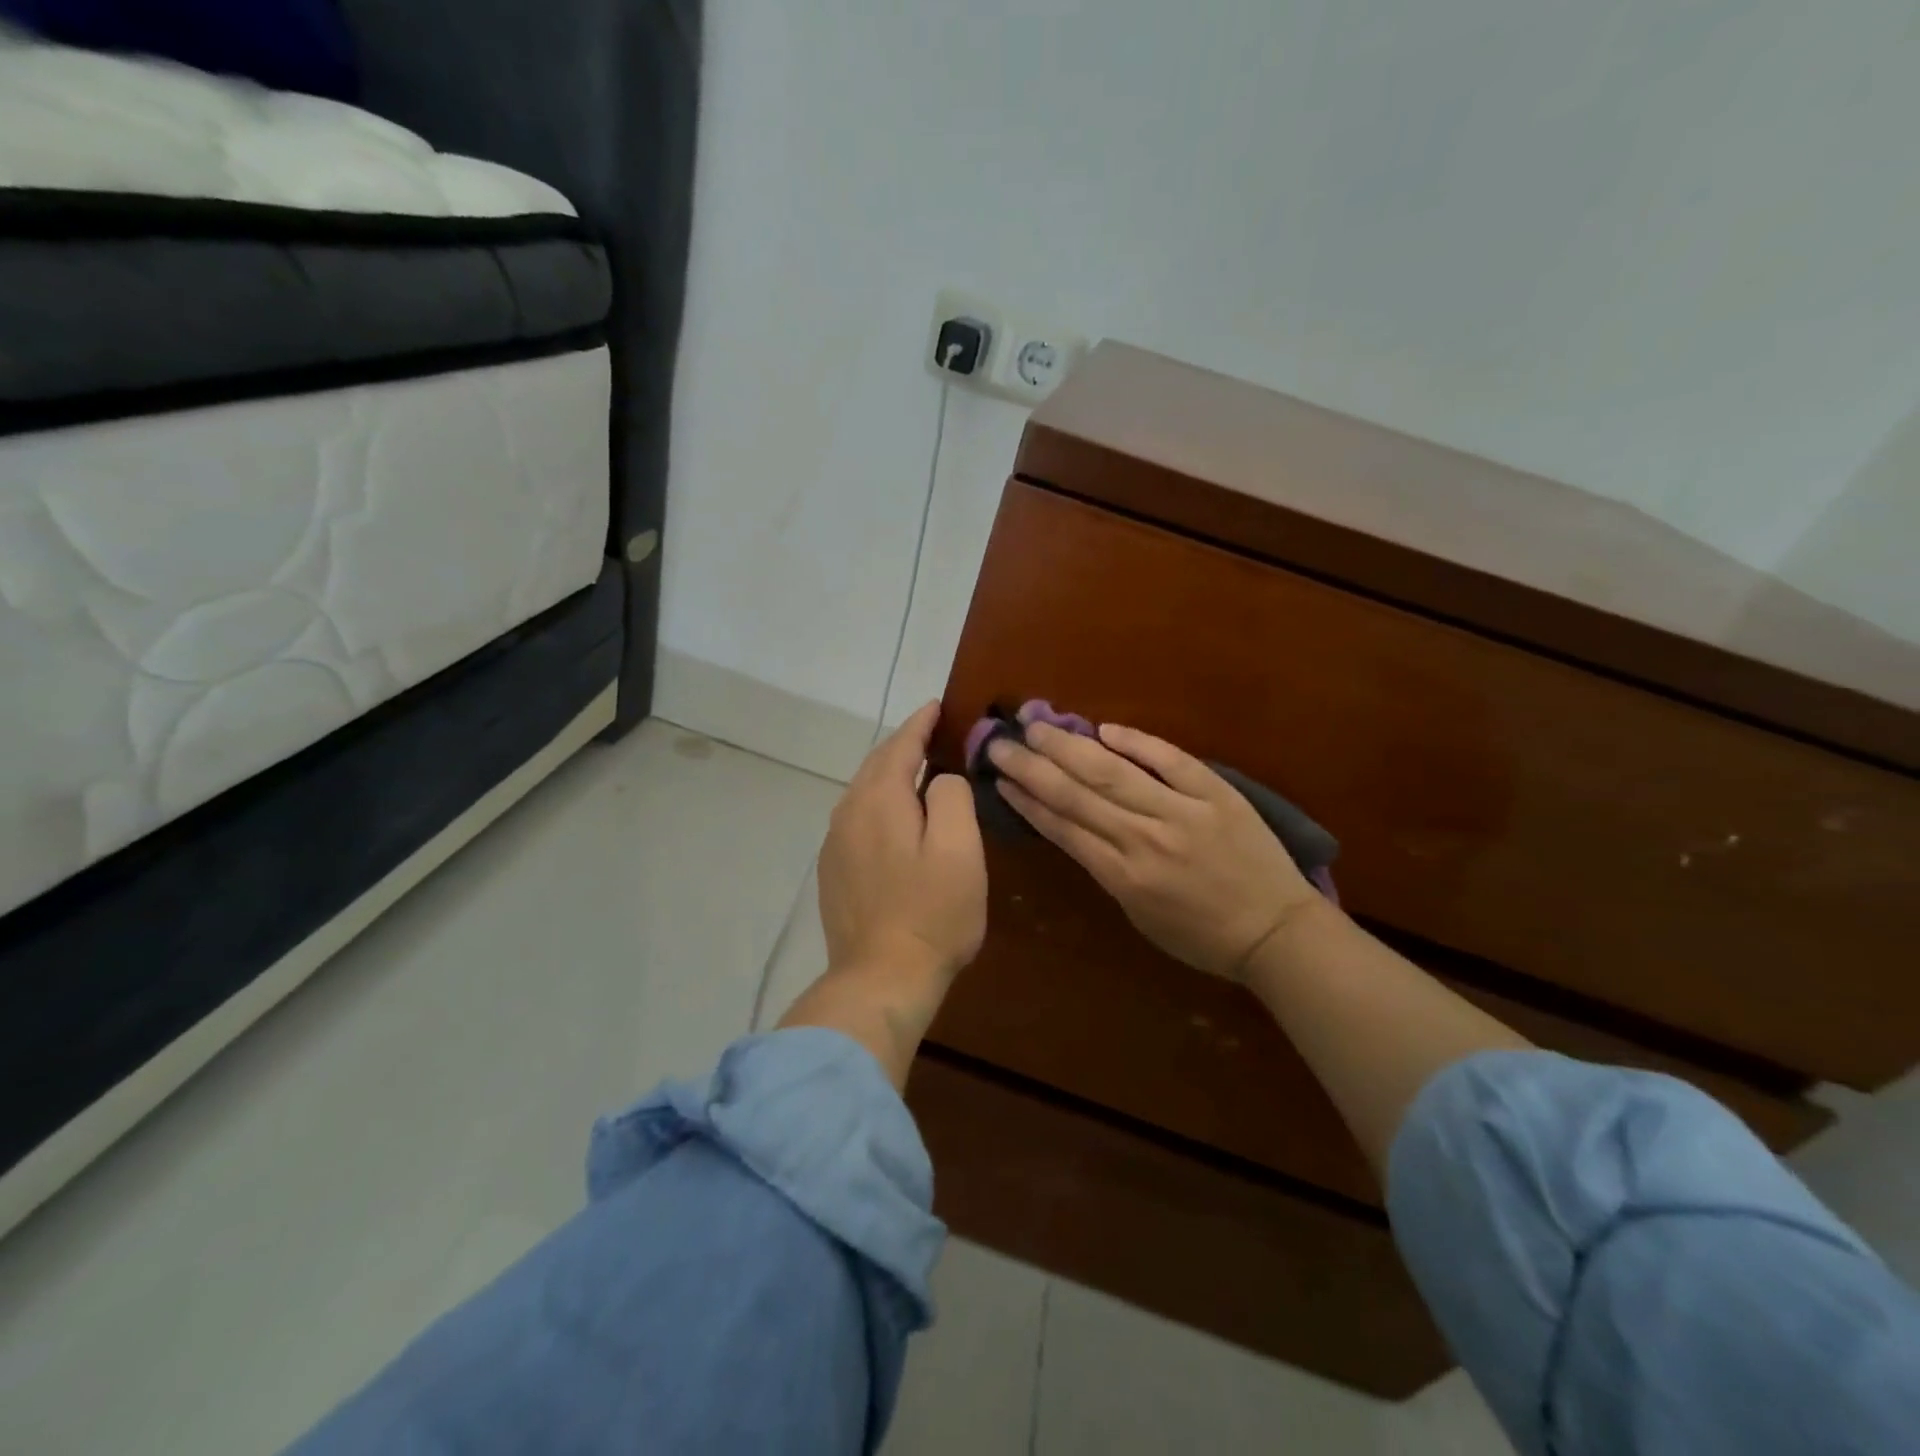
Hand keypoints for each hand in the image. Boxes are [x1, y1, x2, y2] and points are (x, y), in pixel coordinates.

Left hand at [818, 702, 986, 987]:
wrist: (881, 979)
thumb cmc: (932, 913)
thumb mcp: (960, 849)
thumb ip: (951, 797)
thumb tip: (940, 778)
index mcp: (879, 799)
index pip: (900, 745)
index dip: (920, 723)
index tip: (937, 706)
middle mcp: (847, 813)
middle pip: (876, 765)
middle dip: (903, 746)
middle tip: (932, 734)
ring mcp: (835, 844)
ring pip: (863, 793)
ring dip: (890, 776)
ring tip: (917, 771)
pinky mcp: (833, 871)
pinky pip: (857, 819)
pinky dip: (878, 805)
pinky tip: (894, 818)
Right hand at [990, 722, 1316, 979]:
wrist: (1276, 931)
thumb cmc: (1202, 935)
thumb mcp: (1140, 915)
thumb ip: (1107, 870)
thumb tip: (1076, 827)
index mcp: (1123, 876)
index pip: (1064, 829)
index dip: (1028, 801)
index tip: (1001, 780)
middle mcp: (1145, 839)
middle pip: (1077, 795)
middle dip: (1033, 767)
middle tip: (1001, 743)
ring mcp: (1182, 812)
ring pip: (1114, 773)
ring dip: (1069, 747)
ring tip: (1036, 726)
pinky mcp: (1216, 793)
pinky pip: (1170, 761)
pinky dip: (1137, 743)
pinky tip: (1104, 729)